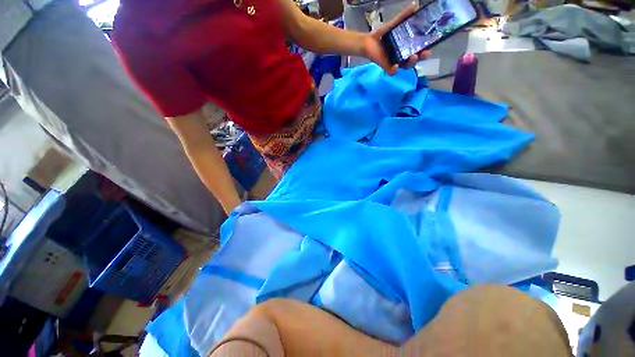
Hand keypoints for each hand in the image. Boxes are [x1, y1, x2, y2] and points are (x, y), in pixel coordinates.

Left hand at [361, 3, 430, 74]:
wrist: (368, 42)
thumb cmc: (382, 34)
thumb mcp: (394, 24)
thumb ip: (404, 16)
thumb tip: (416, 4)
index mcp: (407, 47)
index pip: (419, 50)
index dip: (425, 51)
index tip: (429, 48)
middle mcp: (403, 56)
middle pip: (414, 60)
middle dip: (420, 58)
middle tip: (423, 53)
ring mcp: (395, 62)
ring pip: (405, 66)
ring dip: (410, 63)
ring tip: (413, 57)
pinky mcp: (386, 67)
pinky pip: (392, 72)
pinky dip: (394, 71)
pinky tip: (396, 66)